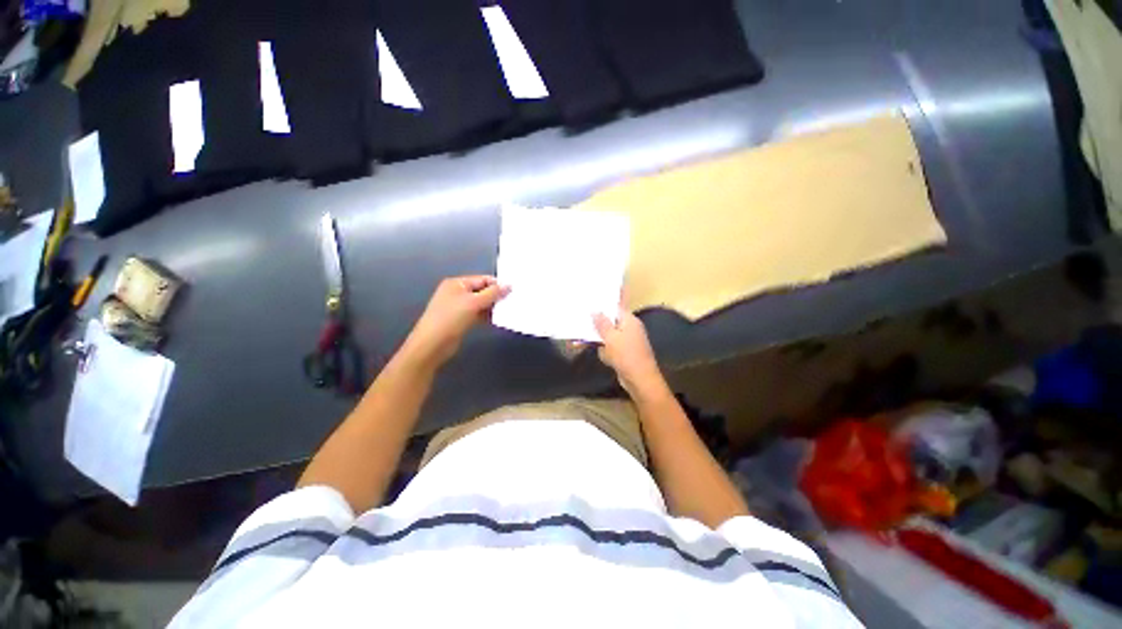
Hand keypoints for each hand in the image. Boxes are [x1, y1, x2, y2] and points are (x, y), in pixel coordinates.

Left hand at [403, 276, 508, 368]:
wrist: (432, 344)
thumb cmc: (451, 318)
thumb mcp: (473, 303)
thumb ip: (492, 293)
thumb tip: (508, 286)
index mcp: (457, 283)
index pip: (482, 279)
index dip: (497, 284)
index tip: (513, 291)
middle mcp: (457, 293)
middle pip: (482, 291)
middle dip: (496, 296)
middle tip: (512, 301)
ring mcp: (458, 307)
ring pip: (481, 303)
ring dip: (493, 307)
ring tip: (508, 310)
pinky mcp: (461, 320)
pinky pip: (477, 314)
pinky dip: (487, 316)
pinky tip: (498, 319)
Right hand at [592, 308, 667, 399]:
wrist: (640, 379)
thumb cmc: (626, 355)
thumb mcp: (611, 337)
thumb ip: (602, 323)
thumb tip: (594, 310)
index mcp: (629, 320)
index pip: (614, 307)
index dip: (601, 306)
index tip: (587, 306)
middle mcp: (629, 328)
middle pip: (610, 322)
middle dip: (596, 326)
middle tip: (581, 325)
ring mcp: (627, 341)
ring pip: (608, 336)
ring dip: (598, 340)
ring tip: (584, 343)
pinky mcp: (624, 353)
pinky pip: (610, 348)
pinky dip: (604, 351)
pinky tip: (600, 356)